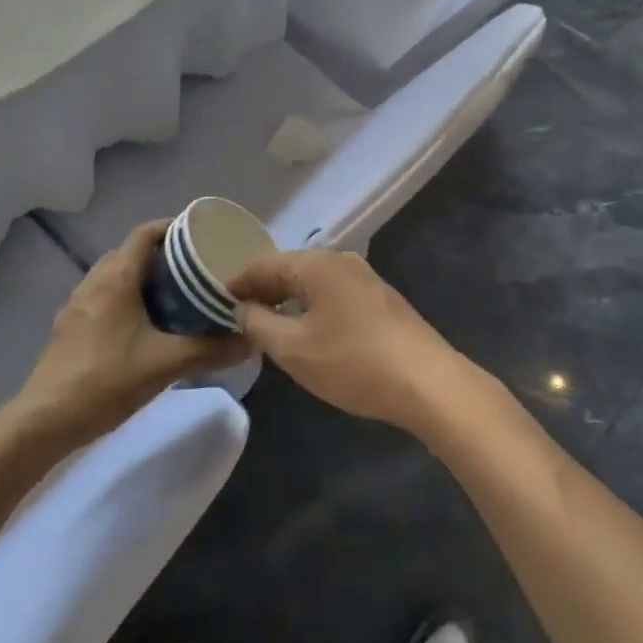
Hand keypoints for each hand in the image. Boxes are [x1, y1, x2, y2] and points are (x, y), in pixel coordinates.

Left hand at [13, 220, 250, 445]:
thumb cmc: (106, 381)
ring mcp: (77, 304)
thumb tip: (251, 340)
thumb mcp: (165, 365)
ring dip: (144, 278)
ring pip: (116, 276)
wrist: (43, 421)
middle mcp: (94, 281)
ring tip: (176, 296)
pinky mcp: (70, 327)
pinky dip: (127, 299)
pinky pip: (104, 297)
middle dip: (163, 255)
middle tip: (196, 270)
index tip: (201, 236)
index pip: (145, 232)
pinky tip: (145, 327)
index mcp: (116, 278)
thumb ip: (210, 350)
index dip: (173, 227)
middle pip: (132, 252)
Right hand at [227, 250, 474, 434]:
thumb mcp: (294, 350)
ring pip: (313, 283)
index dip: (238, 282)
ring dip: (288, 300)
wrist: (428, 382)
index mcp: (316, 263)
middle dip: (263, 291)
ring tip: (266, 326)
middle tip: (237, 316)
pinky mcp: (380, 299)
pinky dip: (311, 307)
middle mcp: (340, 260)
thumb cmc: (353, 362)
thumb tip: (242, 309)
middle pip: (289, 269)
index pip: (263, 264)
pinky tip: (307, 331)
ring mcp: (364, 278)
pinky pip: (333, 294)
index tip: (215, 301)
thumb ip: (260, 325)